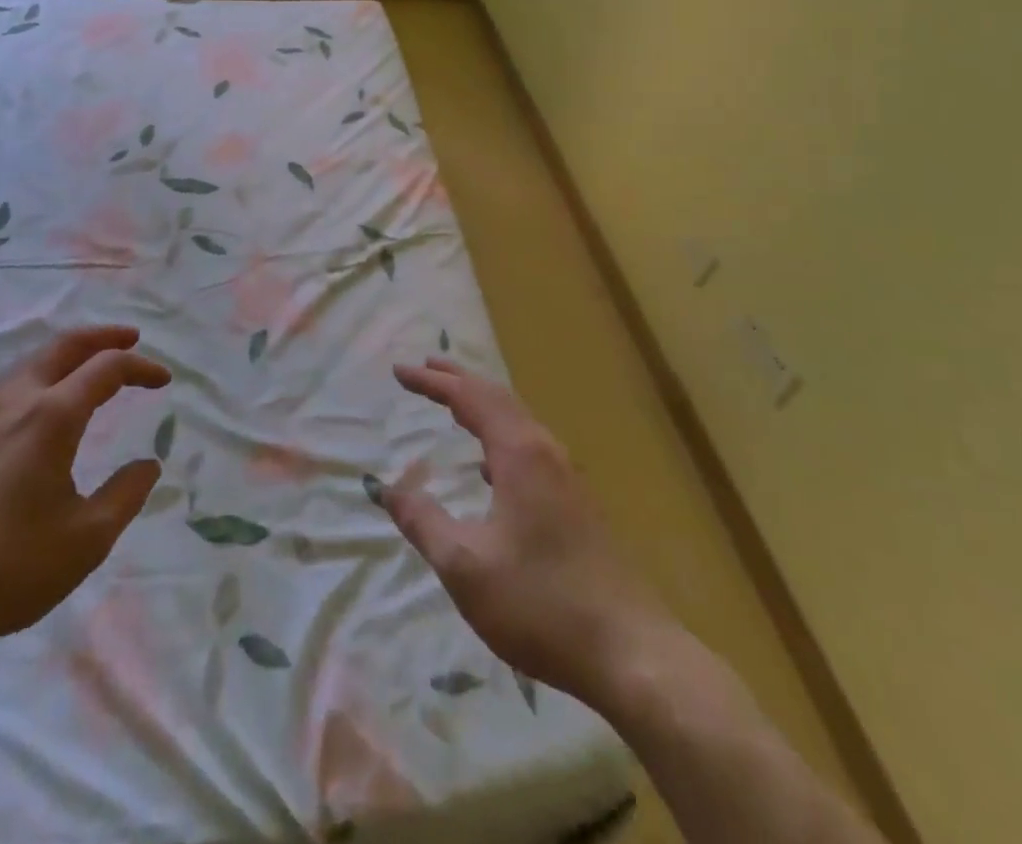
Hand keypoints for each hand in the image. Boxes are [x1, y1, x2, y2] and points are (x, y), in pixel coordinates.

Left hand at [0, 326, 169, 657]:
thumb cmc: (1, 568)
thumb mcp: (84, 541)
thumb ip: (125, 496)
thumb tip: (148, 465)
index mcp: (52, 417)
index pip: (107, 368)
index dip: (141, 367)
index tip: (164, 380)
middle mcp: (15, 401)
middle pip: (64, 346)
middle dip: (103, 336)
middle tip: (131, 338)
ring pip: (30, 363)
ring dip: (67, 355)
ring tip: (88, 369)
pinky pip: (6, 388)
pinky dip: (38, 378)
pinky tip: (37, 411)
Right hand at [383, 359, 677, 710]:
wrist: (633, 654)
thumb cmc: (541, 604)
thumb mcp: (466, 567)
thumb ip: (423, 522)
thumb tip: (388, 489)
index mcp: (520, 454)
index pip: (469, 398)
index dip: (432, 382)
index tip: (399, 371)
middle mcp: (546, 452)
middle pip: (498, 398)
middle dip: (459, 380)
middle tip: (426, 367)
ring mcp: (568, 478)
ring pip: (518, 421)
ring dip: (482, 405)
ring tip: (453, 404)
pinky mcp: (578, 504)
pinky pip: (530, 447)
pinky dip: (499, 435)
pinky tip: (490, 467)